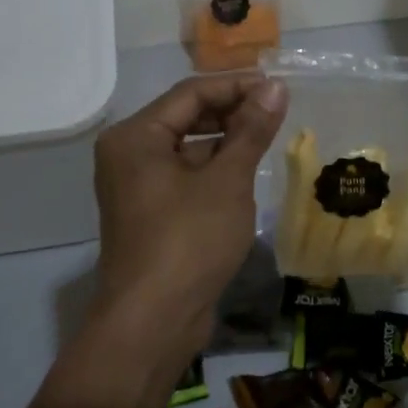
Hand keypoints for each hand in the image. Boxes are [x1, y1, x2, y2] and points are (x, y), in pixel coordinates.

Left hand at [91, 74, 288, 359]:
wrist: (153, 321)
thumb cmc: (189, 240)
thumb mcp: (227, 180)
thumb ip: (251, 129)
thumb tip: (275, 87)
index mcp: (135, 136)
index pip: (191, 93)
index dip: (237, 86)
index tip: (279, 87)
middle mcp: (128, 154)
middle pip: (185, 117)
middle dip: (232, 111)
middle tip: (278, 111)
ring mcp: (136, 186)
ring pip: (187, 148)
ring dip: (225, 141)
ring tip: (268, 138)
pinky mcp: (150, 212)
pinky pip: (184, 175)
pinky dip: (213, 169)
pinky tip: (246, 172)